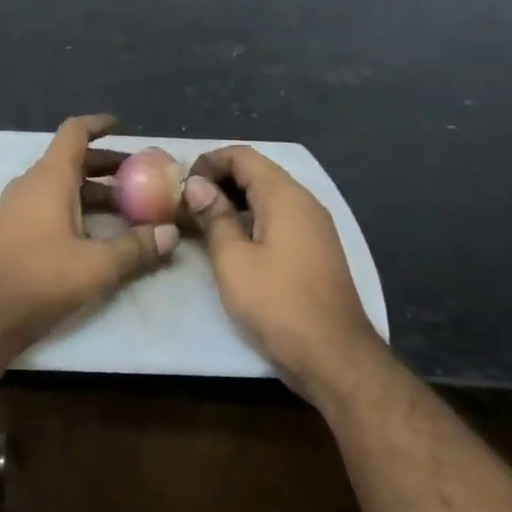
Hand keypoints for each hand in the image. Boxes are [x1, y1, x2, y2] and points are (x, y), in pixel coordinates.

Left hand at [0, 115, 177, 356]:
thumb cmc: (41, 279)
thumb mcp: (98, 265)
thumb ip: (136, 247)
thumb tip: (171, 233)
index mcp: (50, 178)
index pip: (74, 133)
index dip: (99, 125)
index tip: (123, 126)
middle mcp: (30, 185)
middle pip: (71, 161)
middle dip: (106, 165)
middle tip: (140, 176)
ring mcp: (16, 208)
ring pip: (60, 187)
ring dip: (92, 192)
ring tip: (127, 209)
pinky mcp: (11, 231)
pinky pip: (47, 206)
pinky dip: (74, 209)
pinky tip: (95, 234)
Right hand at [182, 146, 382, 391]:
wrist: (332, 354)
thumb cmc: (277, 303)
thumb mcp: (233, 260)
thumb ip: (214, 217)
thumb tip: (196, 185)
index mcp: (285, 197)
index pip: (243, 156)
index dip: (208, 162)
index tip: (179, 183)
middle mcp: (304, 203)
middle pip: (257, 173)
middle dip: (218, 181)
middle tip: (183, 202)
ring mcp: (313, 227)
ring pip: (268, 198)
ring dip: (233, 202)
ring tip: (199, 221)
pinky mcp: (314, 251)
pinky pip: (278, 220)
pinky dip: (250, 220)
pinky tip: (229, 242)